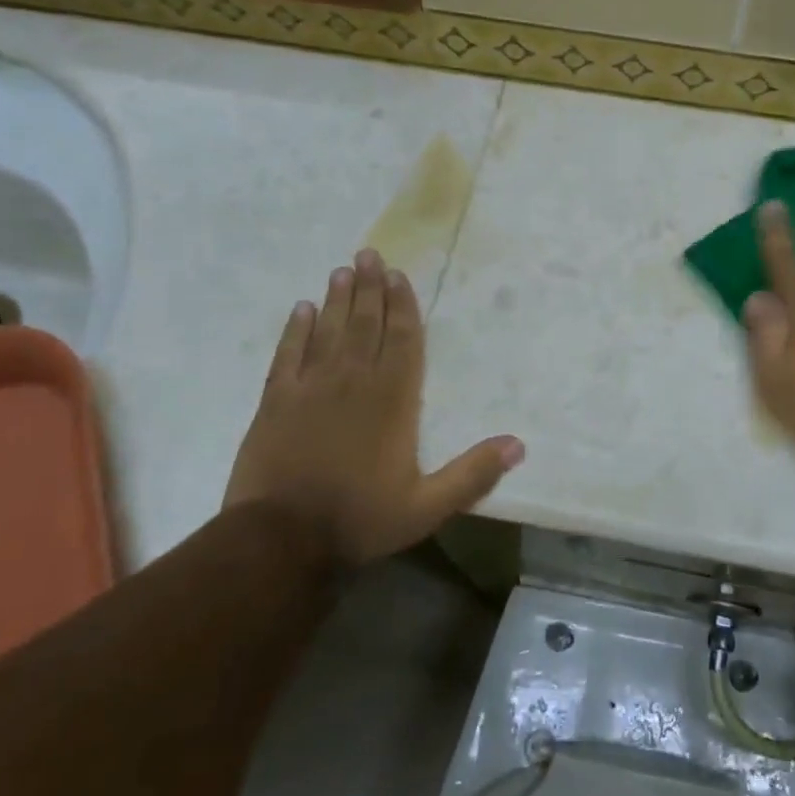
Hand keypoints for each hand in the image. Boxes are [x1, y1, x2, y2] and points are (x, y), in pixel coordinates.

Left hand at [223, 249, 524, 566]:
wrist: (280, 540)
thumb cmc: (359, 519)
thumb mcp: (427, 507)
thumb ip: (472, 474)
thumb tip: (519, 445)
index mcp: (392, 401)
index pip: (402, 341)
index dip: (402, 306)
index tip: (398, 276)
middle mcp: (353, 382)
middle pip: (365, 324)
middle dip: (369, 288)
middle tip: (368, 254)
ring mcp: (311, 388)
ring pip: (328, 331)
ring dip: (337, 300)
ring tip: (342, 270)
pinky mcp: (276, 401)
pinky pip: (288, 354)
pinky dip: (295, 330)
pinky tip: (301, 309)